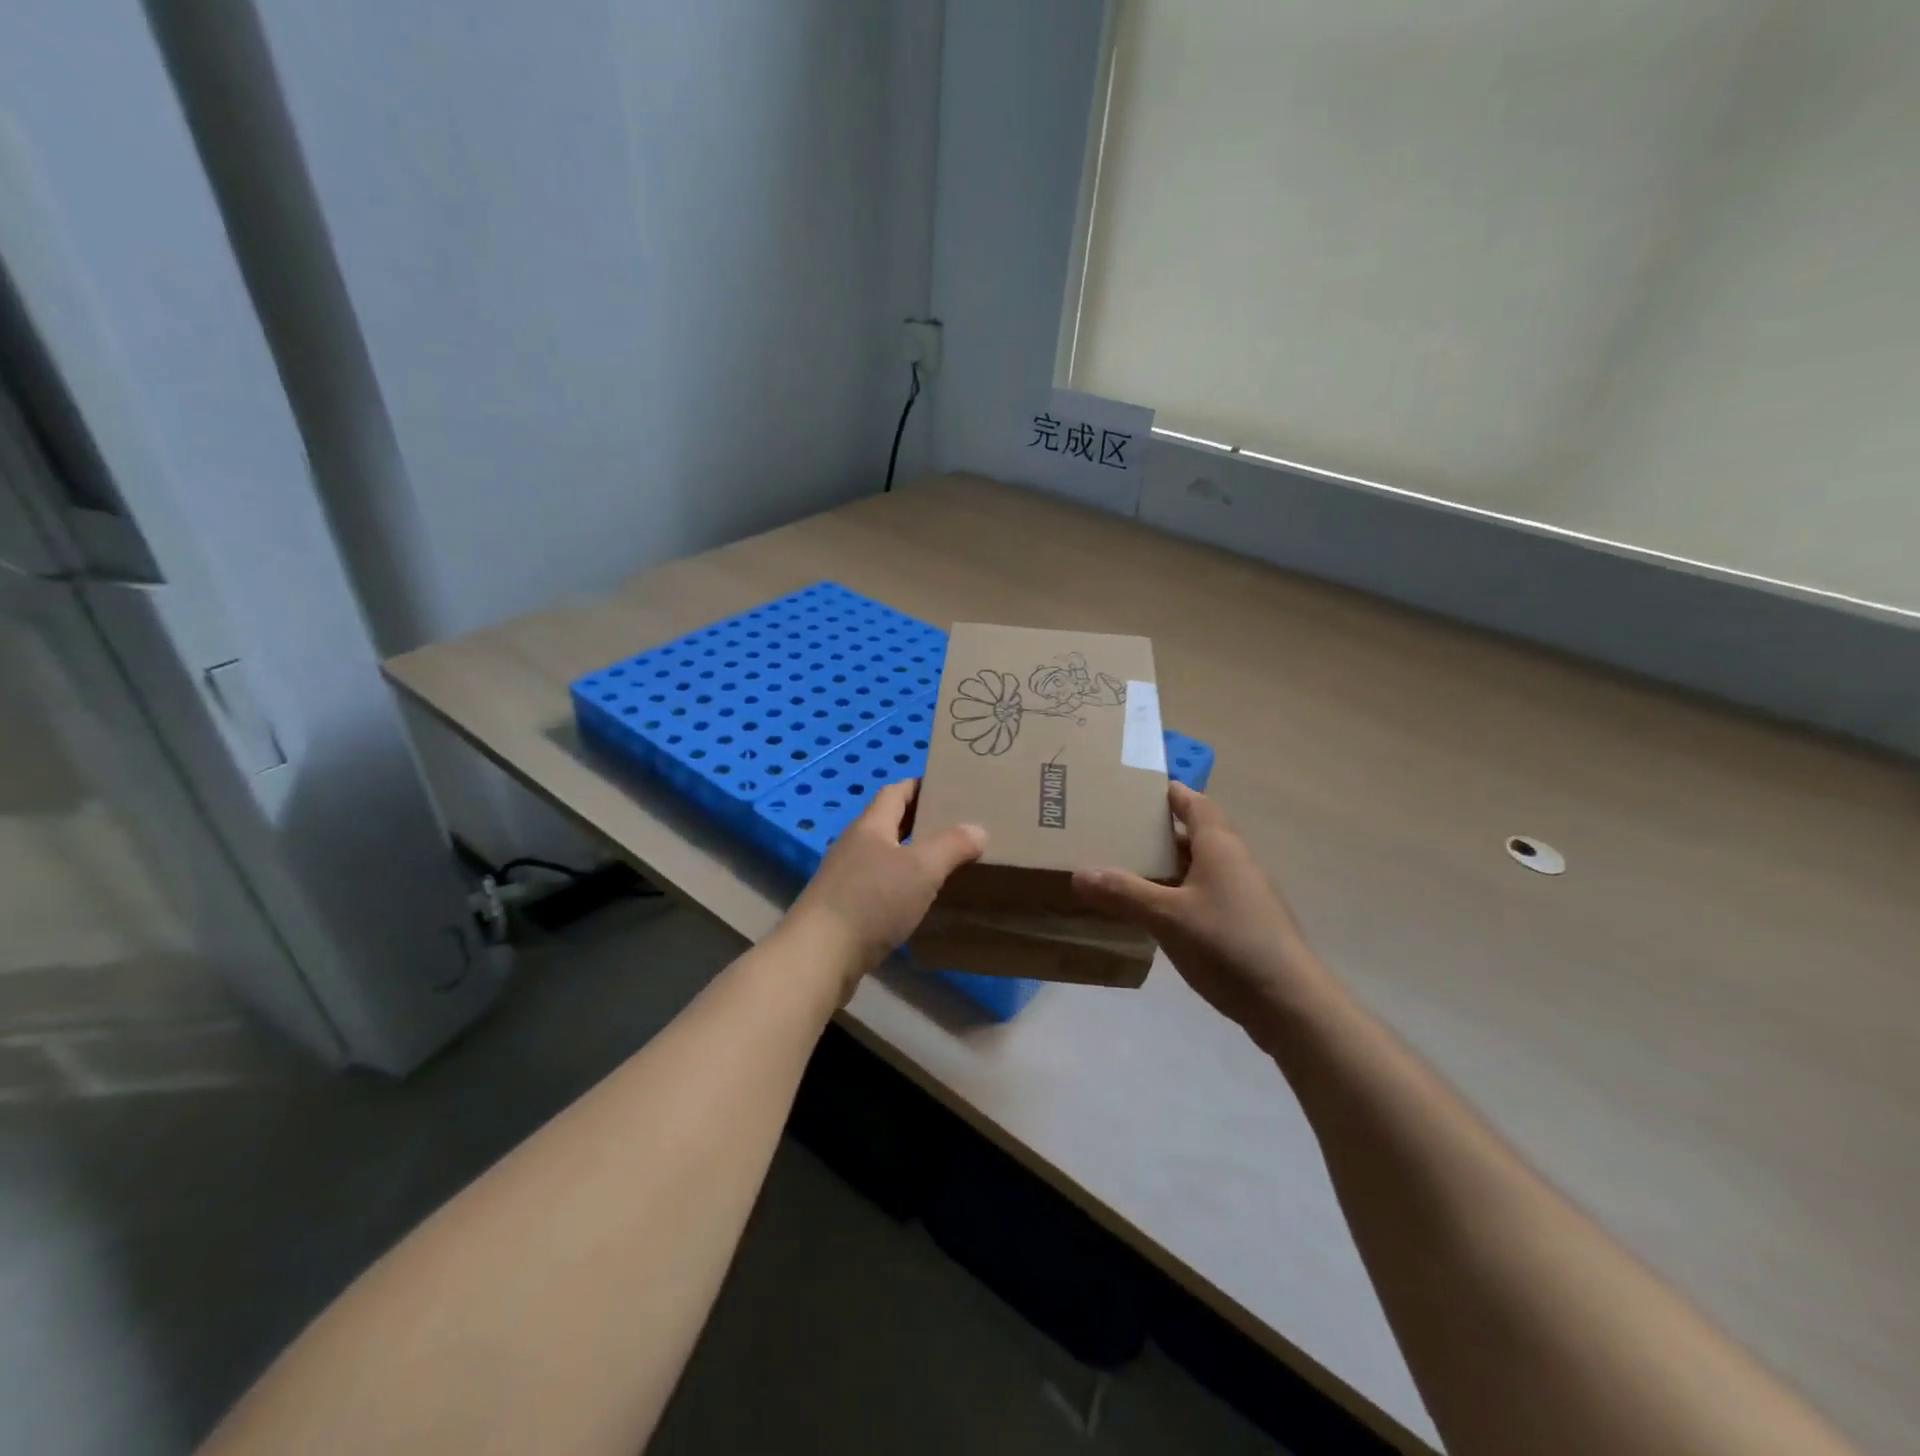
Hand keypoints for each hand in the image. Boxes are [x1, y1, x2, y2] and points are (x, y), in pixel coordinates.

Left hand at [785, 779, 986, 997]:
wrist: (819, 955)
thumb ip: (952, 845)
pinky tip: (917, 902)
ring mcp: (844, 877)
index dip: (920, 786)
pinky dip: (899, 886)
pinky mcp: (842, 908)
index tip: (947, 787)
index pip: (895, 792)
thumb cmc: (872, 901)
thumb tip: (977, 829)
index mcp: (870, 825)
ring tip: (943, 864)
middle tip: (956, 827)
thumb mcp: (921, 868)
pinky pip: (877, 886)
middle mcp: (854, 845)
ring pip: (883, 856)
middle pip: (888, 822)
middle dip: (919, 821)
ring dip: (910, 856)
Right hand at [1073, 784, 1335, 1039]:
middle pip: (1194, 834)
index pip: (1193, 802)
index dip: (1167, 792)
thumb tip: (1079, 872)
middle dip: (1157, 831)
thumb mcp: (1167, 917)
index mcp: (1219, 846)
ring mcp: (1243, 894)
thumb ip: (1123, 893)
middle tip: (1115, 831)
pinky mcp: (1244, 923)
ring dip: (1166, 866)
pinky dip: (1177, 893)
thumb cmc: (1228, 944)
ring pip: (1197, 867)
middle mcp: (1234, 861)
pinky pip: (1203, 894)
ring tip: (1125, 870)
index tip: (1133, 789)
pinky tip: (1154, 912)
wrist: (1289, 1003)